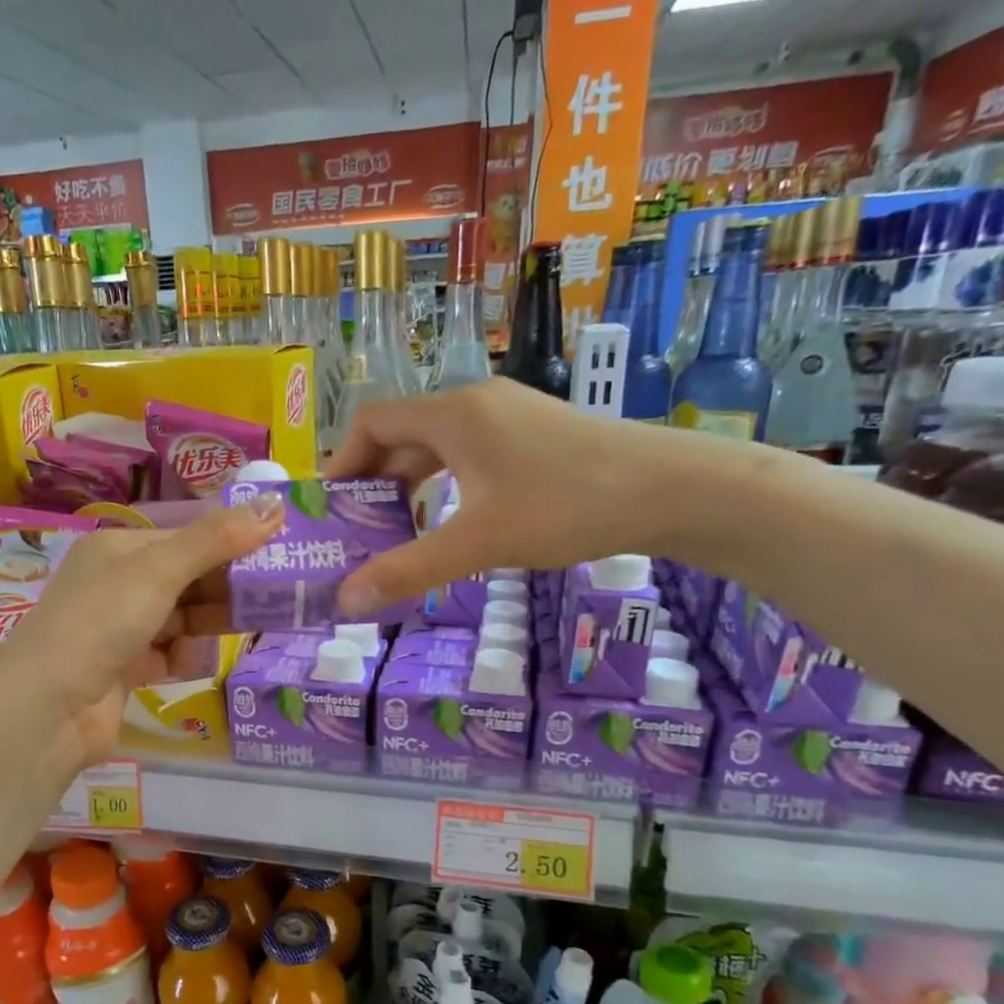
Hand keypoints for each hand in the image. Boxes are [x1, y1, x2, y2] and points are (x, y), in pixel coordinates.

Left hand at [0, 492, 285, 773]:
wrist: (49, 708)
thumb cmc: (102, 622)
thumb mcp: (160, 571)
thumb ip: (216, 539)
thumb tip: (276, 503)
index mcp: (118, 548)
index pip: (187, 537)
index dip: (231, 542)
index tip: (277, 551)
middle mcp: (118, 584)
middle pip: (189, 578)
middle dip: (227, 587)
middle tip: (278, 595)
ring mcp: (120, 629)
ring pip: (184, 618)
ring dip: (209, 624)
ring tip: (247, 628)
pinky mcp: (126, 669)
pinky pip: (170, 654)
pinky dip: (183, 657)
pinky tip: (186, 663)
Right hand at [324, 377, 740, 614]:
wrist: (671, 488)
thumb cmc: (567, 506)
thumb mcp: (480, 542)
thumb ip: (409, 569)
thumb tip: (346, 600)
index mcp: (453, 415)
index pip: (372, 420)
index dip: (342, 461)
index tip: (333, 508)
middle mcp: (475, 404)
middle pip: (402, 433)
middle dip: (373, 481)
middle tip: (359, 531)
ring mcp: (508, 415)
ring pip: (437, 445)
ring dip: (409, 484)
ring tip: (397, 531)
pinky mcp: (533, 434)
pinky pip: (468, 453)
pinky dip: (444, 483)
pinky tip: (451, 519)